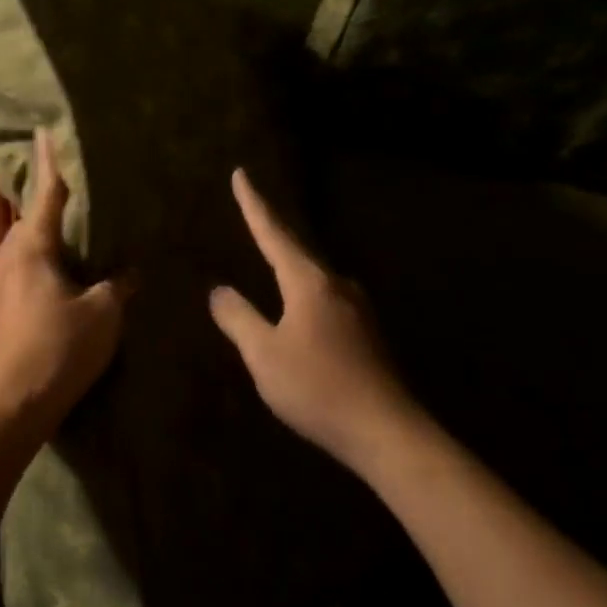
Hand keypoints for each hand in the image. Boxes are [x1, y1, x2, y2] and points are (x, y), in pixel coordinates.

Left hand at [0, 131, 129, 432]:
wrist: (15, 401)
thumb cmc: (61, 346)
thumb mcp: (103, 312)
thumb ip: (117, 284)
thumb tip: (131, 272)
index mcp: (31, 248)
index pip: (46, 195)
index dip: (49, 162)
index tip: (43, 131)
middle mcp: (5, 257)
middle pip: (28, 221)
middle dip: (47, 208)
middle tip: (71, 199)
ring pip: (20, 249)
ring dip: (41, 242)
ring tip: (68, 245)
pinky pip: (16, 272)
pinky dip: (35, 266)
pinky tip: (54, 283)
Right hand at [209, 168, 415, 471]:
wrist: (388, 432)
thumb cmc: (318, 389)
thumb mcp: (264, 355)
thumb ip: (238, 318)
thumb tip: (219, 290)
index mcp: (309, 282)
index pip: (273, 233)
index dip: (254, 204)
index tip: (241, 174)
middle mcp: (336, 285)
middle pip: (297, 248)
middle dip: (272, 230)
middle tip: (252, 209)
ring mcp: (357, 308)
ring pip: (313, 275)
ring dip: (289, 263)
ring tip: (271, 257)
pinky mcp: (367, 332)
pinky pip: (325, 297)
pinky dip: (303, 290)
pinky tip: (298, 306)